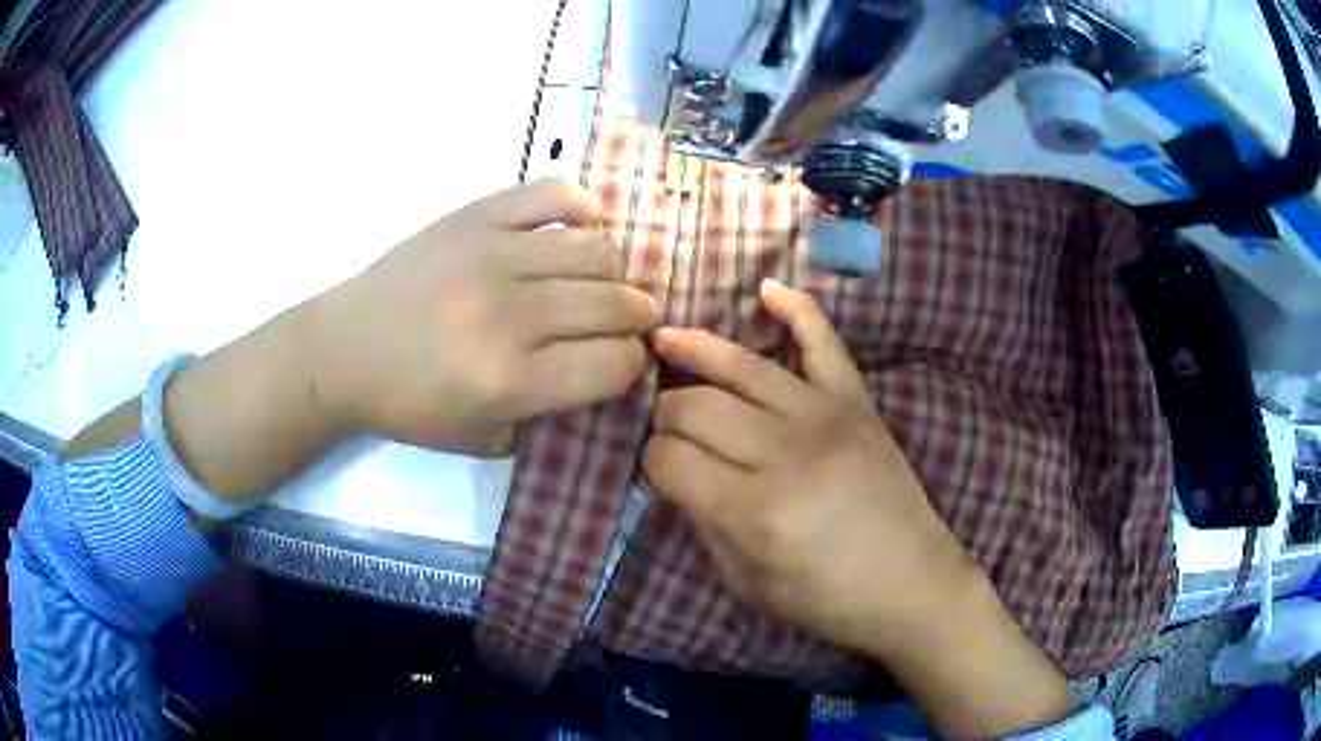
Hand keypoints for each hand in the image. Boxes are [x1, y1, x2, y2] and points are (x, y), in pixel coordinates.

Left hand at [308, 179, 658, 454]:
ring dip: (614, 272)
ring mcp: (491, 254)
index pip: (613, 364)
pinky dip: (581, 207)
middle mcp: (507, 312)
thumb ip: (550, 420)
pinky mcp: (474, 216)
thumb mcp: (481, 440)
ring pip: (595, 249)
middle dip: (636, 319)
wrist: (343, 350)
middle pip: (613, 305)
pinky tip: (580, 227)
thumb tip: (606, 383)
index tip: (624, 366)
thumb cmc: (408, 405)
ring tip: (601, 285)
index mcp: (507, 379)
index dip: (632, 367)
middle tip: (629, 325)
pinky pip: (551, 194)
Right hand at [642, 279, 972, 651]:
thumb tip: (674, 474)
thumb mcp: (747, 583)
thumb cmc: (827, 600)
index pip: (670, 459)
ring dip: (694, 350)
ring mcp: (825, 416)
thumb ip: (704, 523)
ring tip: (663, 340)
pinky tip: (766, 289)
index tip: (651, 468)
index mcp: (752, 511)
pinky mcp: (857, 402)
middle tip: (662, 426)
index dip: (648, 461)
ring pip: (741, 366)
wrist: (912, 585)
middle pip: (695, 407)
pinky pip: (823, 341)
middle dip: (664, 413)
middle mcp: (784, 452)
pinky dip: (797, 308)